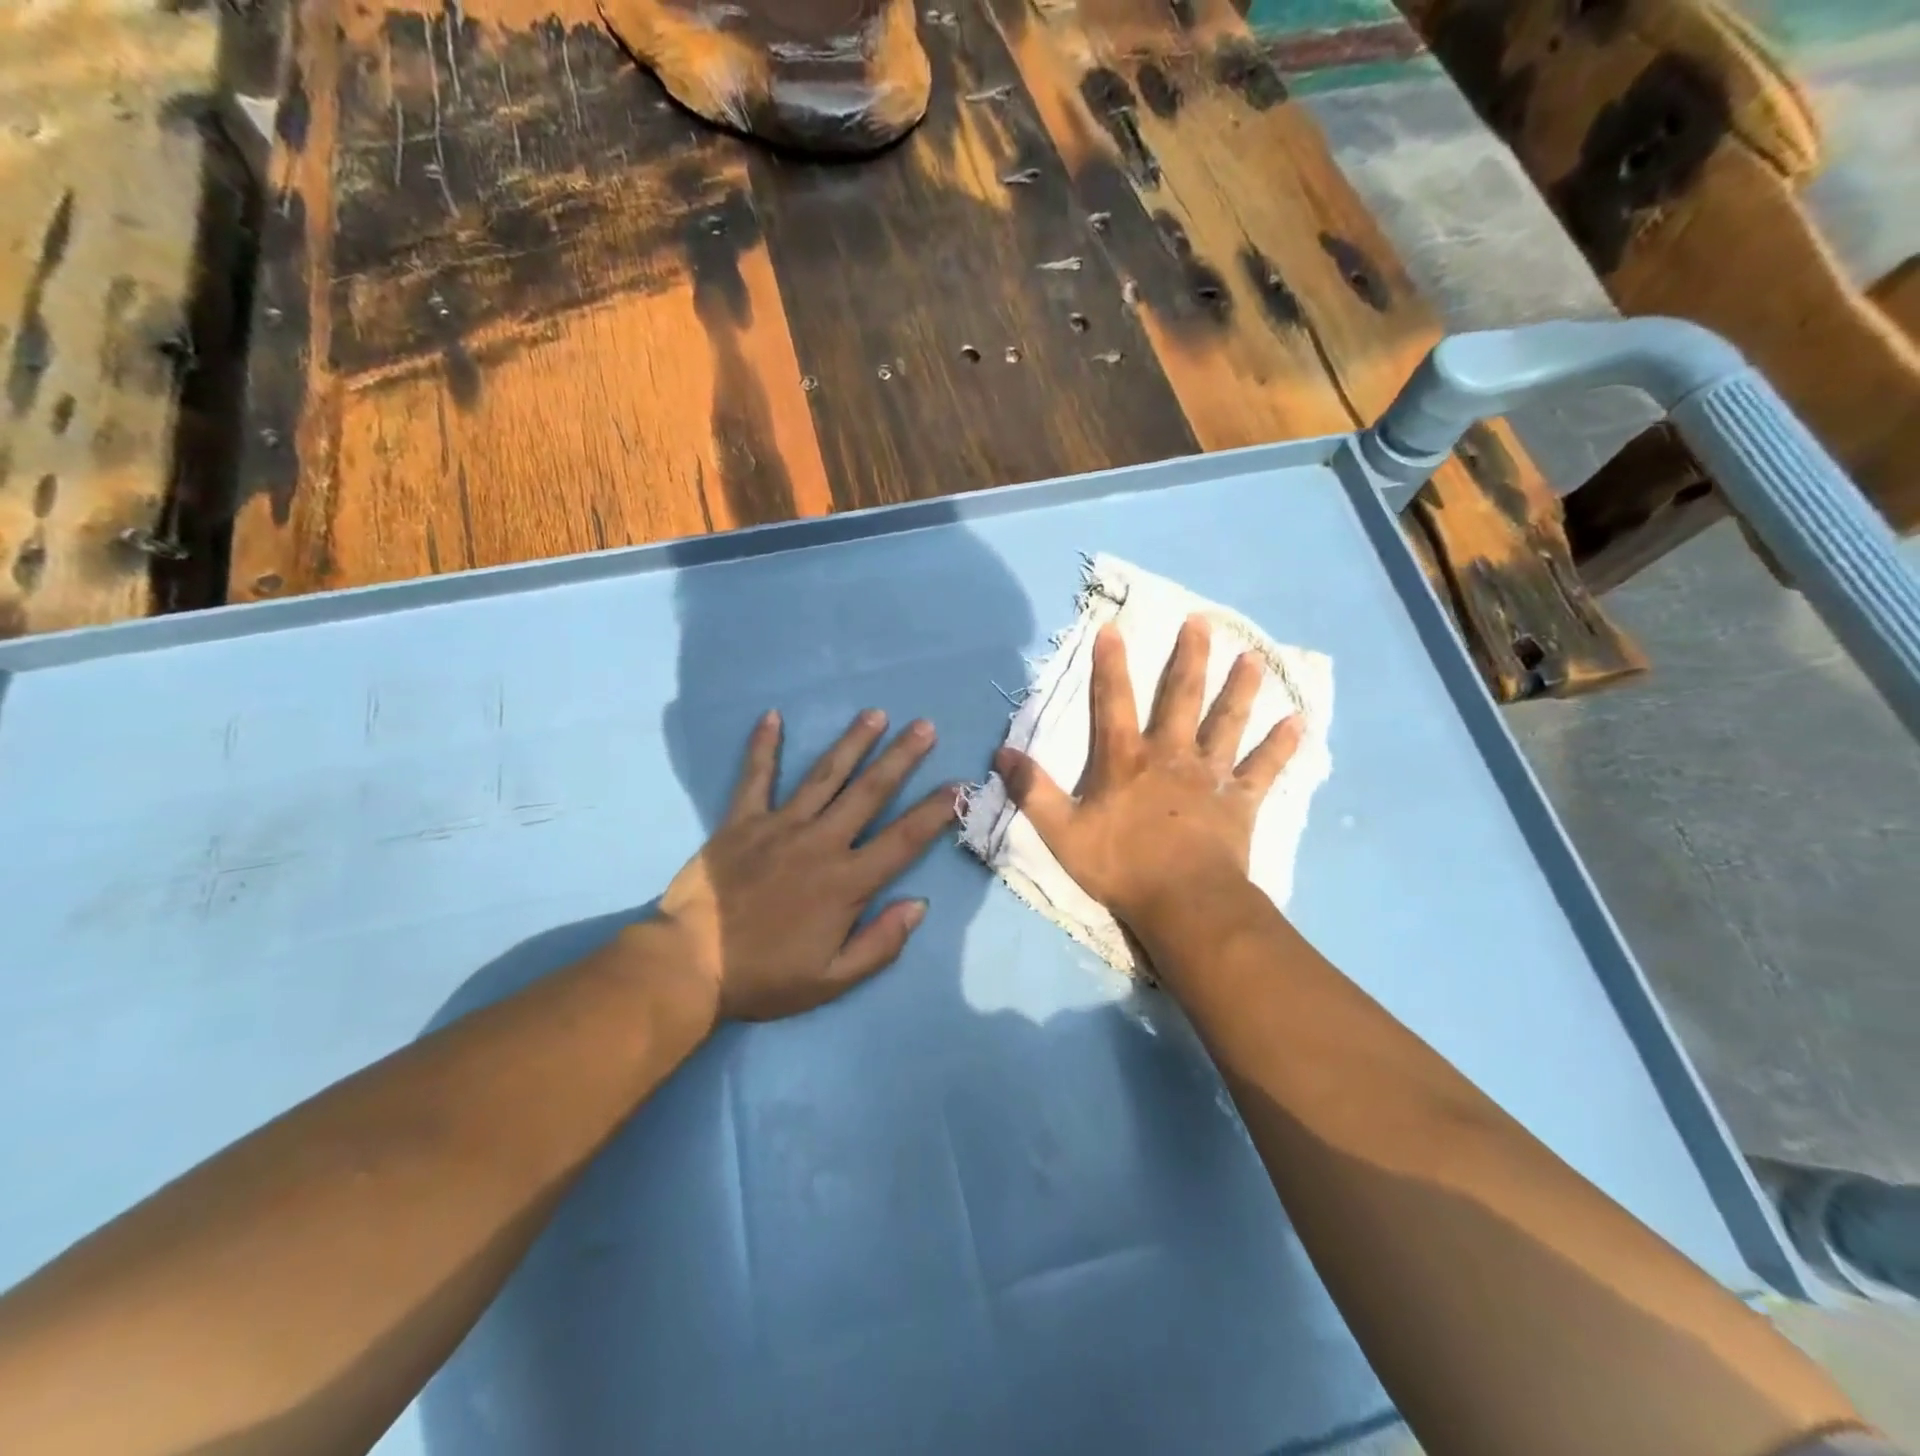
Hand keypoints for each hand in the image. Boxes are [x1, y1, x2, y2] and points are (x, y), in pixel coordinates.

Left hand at [652, 708, 956, 1021]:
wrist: (689, 965)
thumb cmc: (765, 976)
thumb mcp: (832, 979)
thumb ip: (880, 943)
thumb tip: (919, 904)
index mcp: (847, 882)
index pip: (904, 839)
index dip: (936, 811)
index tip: (959, 785)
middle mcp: (820, 842)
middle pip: (869, 792)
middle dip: (900, 757)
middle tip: (924, 727)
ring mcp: (780, 826)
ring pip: (824, 775)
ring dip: (852, 742)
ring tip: (875, 714)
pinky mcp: (741, 821)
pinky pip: (756, 777)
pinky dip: (763, 746)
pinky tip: (772, 716)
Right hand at [994, 614, 1300, 933]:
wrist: (1183, 903)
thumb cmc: (1120, 866)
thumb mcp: (1061, 832)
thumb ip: (1032, 791)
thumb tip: (1000, 754)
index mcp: (1125, 759)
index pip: (1114, 701)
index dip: (1110, 664)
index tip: (1113, 628)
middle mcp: (1170, 754)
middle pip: (1181, 697)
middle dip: (1189, 657)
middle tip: (1201, 621)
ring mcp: (1210, 775)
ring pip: (1227, 722)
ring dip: (1240, 689)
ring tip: (1254, 658)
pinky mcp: (1240, 800)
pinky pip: (1264, 767)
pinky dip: (1281, 745)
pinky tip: (1298, 721)